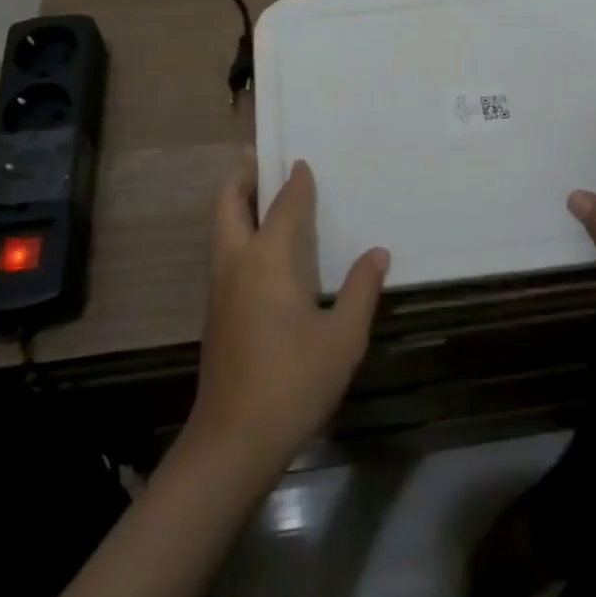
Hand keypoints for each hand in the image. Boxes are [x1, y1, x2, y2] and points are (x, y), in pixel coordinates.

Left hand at [184, 152, 388, 480]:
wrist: (234, 440)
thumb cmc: (294, 381)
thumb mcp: (343, 337)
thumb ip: (361, 290)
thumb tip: (378, 252)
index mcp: (269, 258)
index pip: (285, 204)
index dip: (296, 181)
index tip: (304, 161)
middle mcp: (238, 261)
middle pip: (228, 202)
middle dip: (242, 175)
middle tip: (260, 157)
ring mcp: (221, 287)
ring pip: (221, 227)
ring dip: (237, 203)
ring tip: (264, 195)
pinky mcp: (217, 311)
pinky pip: (226, 252)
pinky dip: (239, 232)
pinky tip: (267, 251)